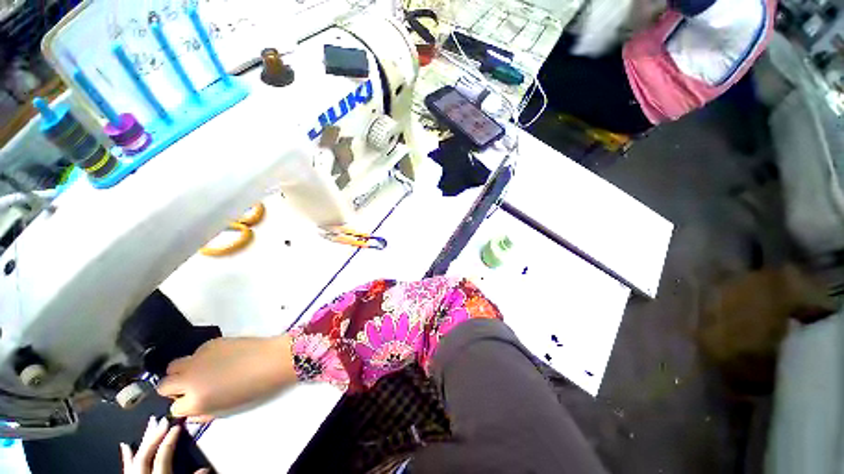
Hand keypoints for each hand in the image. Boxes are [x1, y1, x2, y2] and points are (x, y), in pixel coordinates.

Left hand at [121, 417, 207, 473]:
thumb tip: (205, 469)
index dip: (170, 440)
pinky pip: (126, 469)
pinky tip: (125, 445)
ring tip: (148, 425)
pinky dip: (126, 457)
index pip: (162, 456)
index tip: (177, 425)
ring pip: (135, 459)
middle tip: (162, 420)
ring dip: (142, 441)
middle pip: (145, 455)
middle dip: (154, 437)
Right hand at [157, 336, 294, 419]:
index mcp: (195, 401)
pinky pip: (195, 352)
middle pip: (164, 385)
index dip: (184, 406)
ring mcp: (198, 358)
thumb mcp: (227, 409)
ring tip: (202, 371)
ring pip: (174, 366)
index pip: (174, 409)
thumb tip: (191, 413)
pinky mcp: (210, 343)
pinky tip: (219, 358)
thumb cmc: (255, 388)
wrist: (273, 359)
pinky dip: (200, 357)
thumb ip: (203, 413)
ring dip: (183, 371)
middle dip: (174, 388)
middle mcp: (190, 379)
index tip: (192, 403)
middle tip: (192, 387)